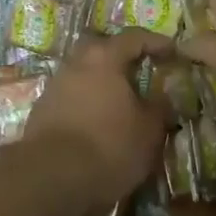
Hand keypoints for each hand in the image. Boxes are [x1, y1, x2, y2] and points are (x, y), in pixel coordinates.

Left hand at [26, 28, 174, 207]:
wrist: (49, 179)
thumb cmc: (108, 146)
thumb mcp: (148, 131)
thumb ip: (159, 107)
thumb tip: (163, 96)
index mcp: (104, 57)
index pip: (134, 37)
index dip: (156, 42)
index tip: (173, 51)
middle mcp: (77, 62)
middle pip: (103, 51)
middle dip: (123, 60)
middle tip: (141, 73)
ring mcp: (55, 85)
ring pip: (85, 74)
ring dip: (103, 84)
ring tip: (120, 104)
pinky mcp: (42, 110)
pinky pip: (72, 97)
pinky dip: (87, 105)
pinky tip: (97, 125)